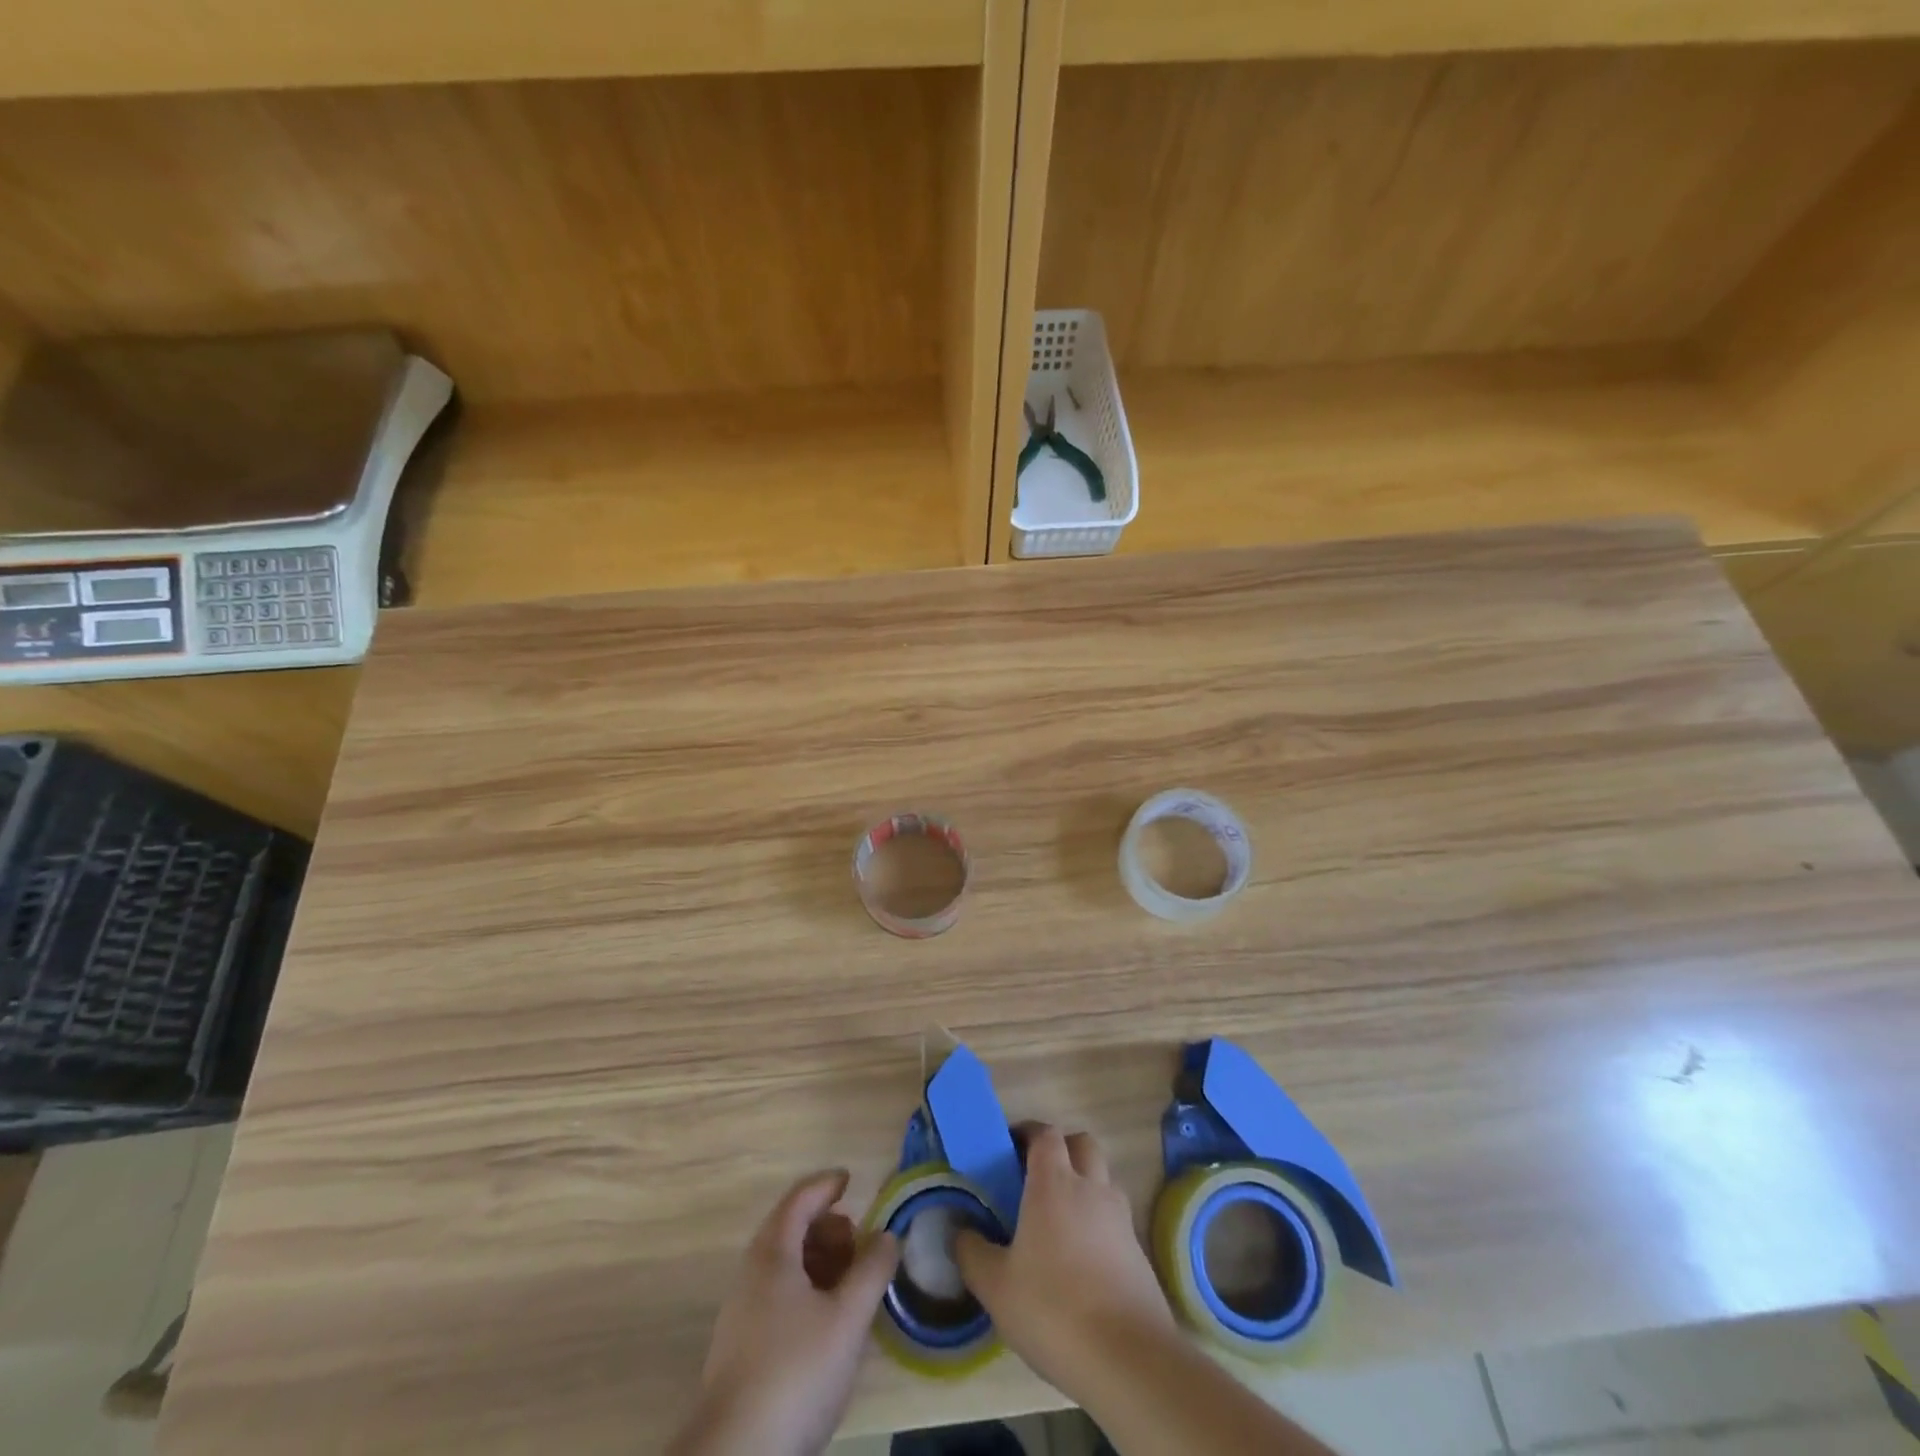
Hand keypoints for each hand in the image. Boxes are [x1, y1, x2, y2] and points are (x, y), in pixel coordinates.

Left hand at [669, 1170, 899, 1455]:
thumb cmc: (796, 1371)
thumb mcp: (847, 1318)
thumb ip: (872, 1270)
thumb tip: (888, 1236)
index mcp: (772, 1253)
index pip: (800, 1199)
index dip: (826, 1185)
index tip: (851, 1181)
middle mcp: (751, 1272)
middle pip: (791, 1229)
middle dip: (828, 1227)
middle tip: (859, 1241)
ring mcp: (742, 1311)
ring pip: (785, 1265)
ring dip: (819, 1260)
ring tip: (851, 1282)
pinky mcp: (741, 1347)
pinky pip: (778, 1294)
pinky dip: (806, 1288)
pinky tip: (828, 1319)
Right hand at [954, 1125, 1174, 1400]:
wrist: (1129, 1359)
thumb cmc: (1053, 1309)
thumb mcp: (996, 1287)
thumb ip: (972, 1252)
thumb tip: (959, 1230)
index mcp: (1054, 1183)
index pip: (1045, 1134)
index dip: (1028, 1133)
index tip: (1009, 1149)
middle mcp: (1091, 1188)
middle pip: (1081, 1143)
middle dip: (1061, 1149)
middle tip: (1036, 1176)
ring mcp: (1120, 1218)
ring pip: (1103, 1178)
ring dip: (1084, 1182)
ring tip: (1060, 1218)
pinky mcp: (1140, 1251)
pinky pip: (1116, 1217)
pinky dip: (1100, 1222)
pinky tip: (1083, 1257)